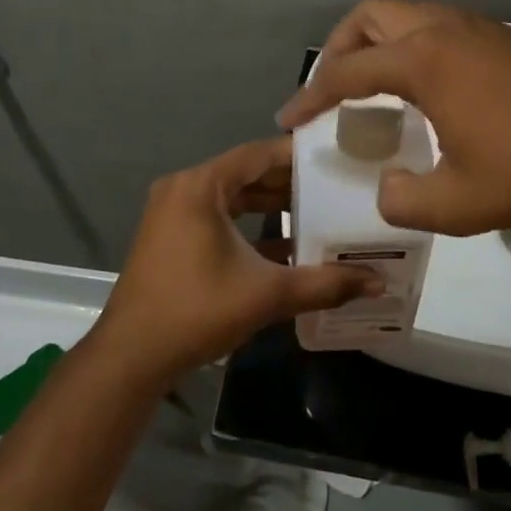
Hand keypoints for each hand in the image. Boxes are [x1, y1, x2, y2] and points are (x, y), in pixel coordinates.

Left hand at [90, 137, 377, 387]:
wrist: (132, 356)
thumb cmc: (197, 311)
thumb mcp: (266, 294)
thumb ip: (324, 283)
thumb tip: (378, 282)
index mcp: (200, 186)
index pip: (257, 154)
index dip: (297, 154)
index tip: (334, 157)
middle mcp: (183, 189)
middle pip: (245, 173)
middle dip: (288, 182)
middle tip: (334, 186)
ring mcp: (171, 213)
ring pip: (231, 197)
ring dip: (269, 205)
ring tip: (317, 211)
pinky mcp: (169, 236)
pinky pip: (216, 217)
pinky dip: (247, 226)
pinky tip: (285, 246)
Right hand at [276, 0, 510, 236]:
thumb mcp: (458, 204)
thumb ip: (404, 200)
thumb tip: (390, 188)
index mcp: (424, 61)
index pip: (347, 71)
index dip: (311, 95)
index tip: (289, 119)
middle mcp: (446, 30)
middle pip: (371, 16)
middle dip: (339, 48)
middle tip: (331, 88)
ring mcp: (482, 29)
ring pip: (410, 15)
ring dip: (380, 43)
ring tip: (376, 88)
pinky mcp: (510, 39)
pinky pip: (442, 28)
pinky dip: (416, 48)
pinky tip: (432, 92)